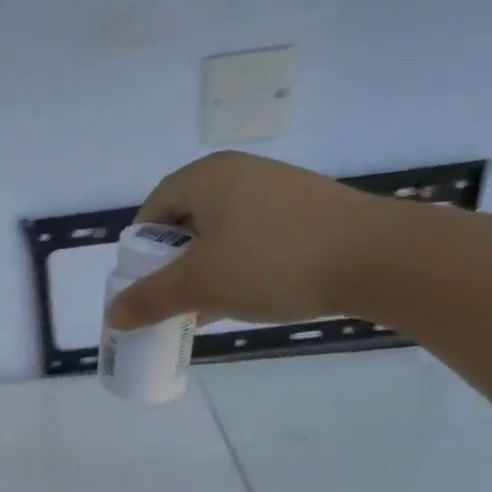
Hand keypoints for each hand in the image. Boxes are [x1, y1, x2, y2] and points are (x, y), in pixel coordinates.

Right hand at [105, 152, 387, 328]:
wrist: (380, 258)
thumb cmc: (275, 261)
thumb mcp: (201, 283)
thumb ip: (151, 299)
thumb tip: (111, 316)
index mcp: (207, 177)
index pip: (153, 210)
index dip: (140, 251)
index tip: (142, 287)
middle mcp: (239, 175)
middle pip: (186, 223)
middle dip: (172, 266)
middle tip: (170, 302)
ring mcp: (276, 193)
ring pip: (220, 236)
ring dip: (204, 273)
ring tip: (203, 310)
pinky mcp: (305, 215)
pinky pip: (252, 242)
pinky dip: (237, 270)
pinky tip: (240, 303)